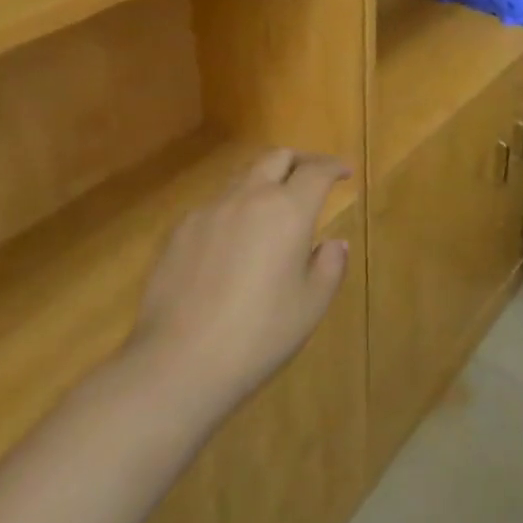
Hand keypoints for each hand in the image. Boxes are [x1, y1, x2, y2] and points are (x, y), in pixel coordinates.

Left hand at [122, 148, 350, 421]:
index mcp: (288, 211)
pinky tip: (233, 243)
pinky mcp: (179, 232)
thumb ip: (329, 265)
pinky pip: (214, 206)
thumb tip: (333, 243)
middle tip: (312, 178)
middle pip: (277, 158)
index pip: (316, 171)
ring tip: (273, 210)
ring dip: (265, 182)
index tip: (344, 173)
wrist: (178, 364)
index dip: (334, 166)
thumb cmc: (259, 335)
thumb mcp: (311, 305)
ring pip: (243, 177)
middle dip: (300, 161)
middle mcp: (248, 198)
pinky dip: (234, 209)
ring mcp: (209, 211)